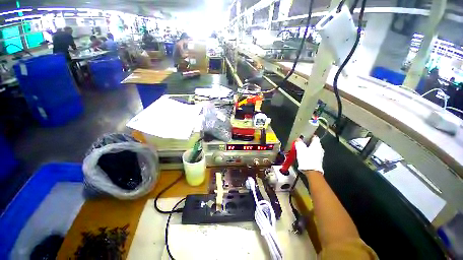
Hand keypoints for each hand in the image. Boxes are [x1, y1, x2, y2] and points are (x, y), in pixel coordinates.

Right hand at [294, 136, 323, 173]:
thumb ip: (299, 142)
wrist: (312, 172)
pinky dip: (307, 153)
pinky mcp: (318, 160)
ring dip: (306, 148)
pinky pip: (312, 154)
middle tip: (299, 143)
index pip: (314, 136)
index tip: (302, 136)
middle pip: (313, 143)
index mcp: (317, 144)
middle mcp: (320, 149)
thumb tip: (298, 139)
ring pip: (312, 149)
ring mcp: (320, 155)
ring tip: (299, 149)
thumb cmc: (306, 158)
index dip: (308, 135)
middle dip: (306, 143)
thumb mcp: (300, 148)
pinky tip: (302, 155)